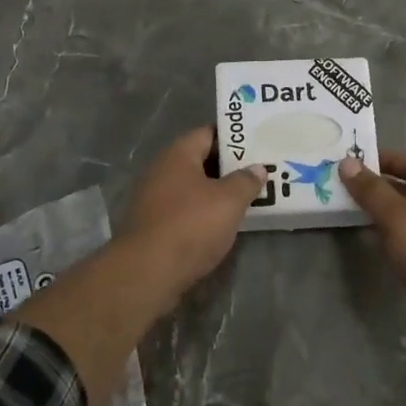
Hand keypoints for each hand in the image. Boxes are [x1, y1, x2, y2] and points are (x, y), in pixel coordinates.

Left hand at [114, 128, 266, 302]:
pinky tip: (222, 224)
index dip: (233, 138)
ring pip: (192, 188)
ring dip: (216, 193)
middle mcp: (161, 171)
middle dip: (228, 167)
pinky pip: (184, 210)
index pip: (207, 133)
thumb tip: (256, 168)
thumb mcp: (229, 201)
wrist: (147, 272)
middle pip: (199, 161)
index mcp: (177, 155)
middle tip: (258, 172)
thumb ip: (245, 181)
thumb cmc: (191, 226)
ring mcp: (153, 199)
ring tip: (246, 198)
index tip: (257, 144)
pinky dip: (203, 213)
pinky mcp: (152, 225)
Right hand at [338, 150, 405, 350]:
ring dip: (390, 215)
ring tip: (358, 217)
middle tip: (350, 192)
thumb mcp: (396, 216)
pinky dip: (400, 237)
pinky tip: (379, 245)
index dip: (383, 160)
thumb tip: (347, 163)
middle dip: (383, 189)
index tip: (354, 165)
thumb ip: (370, 190)